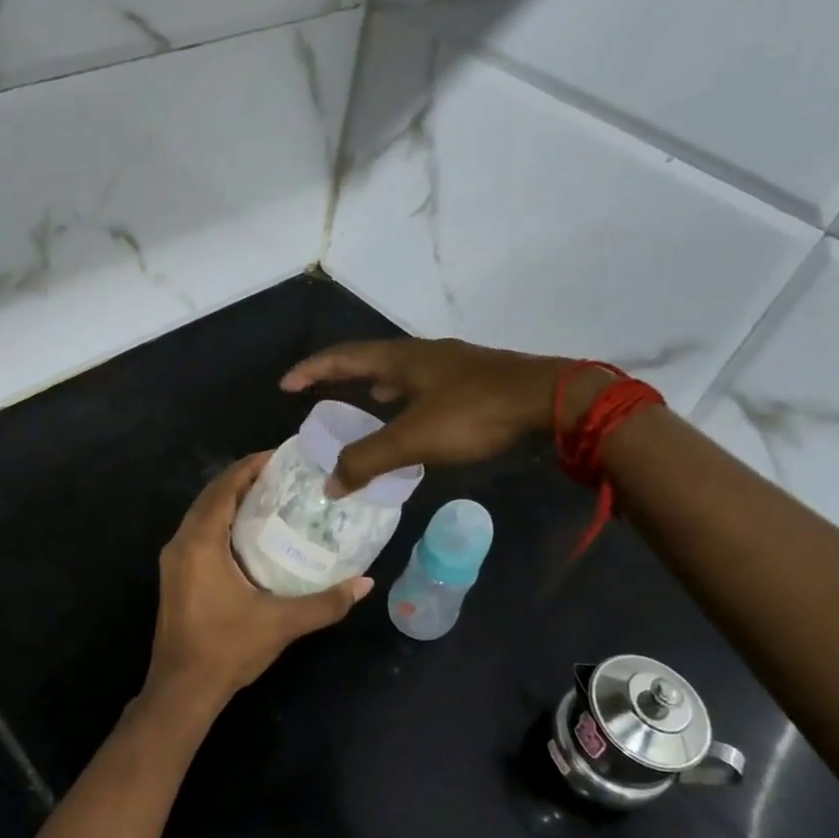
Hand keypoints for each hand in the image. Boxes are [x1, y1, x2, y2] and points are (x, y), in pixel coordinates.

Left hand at [144, 453, 371, 716]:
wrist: (181, 691)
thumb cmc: (227, 650)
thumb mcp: (281, 623)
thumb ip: (326, 602)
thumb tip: (366, 584)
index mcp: (200, 543)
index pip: (224, 488)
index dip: (250, 466)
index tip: (282, 455)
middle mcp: (181, 543)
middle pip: (212, 496)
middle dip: (244, 479)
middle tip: (284, 475)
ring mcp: (174, 561)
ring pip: (203, 514)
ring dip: (232, 500)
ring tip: (272, 496)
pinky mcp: (176, 577)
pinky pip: (200, 533)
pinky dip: (223, 522)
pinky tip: (251, 533)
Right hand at [280, 339, 609, 493]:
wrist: (552, 401)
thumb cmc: (476, 414)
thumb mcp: (415, 439)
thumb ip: (369, 460)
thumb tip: (329, 484)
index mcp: (403, 358)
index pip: (343, 357)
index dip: (312, 370)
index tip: (286, 385)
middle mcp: (424, 354)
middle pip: (370, 358)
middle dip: (341, 374)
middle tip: (319, 393)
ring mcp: (454, 365)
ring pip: (401, 371)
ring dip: (376, 384)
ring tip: (362, 400)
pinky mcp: (476, 381)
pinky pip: (425, 385)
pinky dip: (406, 398)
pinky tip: (414, 416)